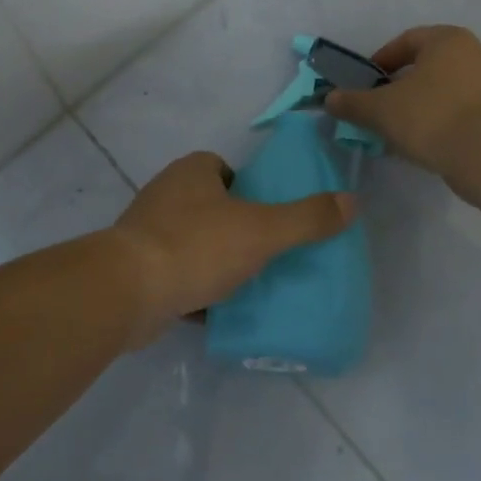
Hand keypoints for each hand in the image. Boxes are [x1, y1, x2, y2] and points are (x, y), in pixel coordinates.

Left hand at [109, 152, 354, 344]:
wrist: (128, 292)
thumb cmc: (196, 247)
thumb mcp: (262, 231)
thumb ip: (307, 218)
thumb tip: (353, 201)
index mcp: (192, 172)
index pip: (224, 169)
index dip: (247, 189)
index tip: (267, 217)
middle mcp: (165, 193)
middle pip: (209, 206)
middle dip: (233, 227)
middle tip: (263, 253)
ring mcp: (146, 231)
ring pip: (191, 241)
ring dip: (213, 260)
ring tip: (244, 284)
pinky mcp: (136, 267)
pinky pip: (174, 273)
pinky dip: (193, 289)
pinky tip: (215, 311)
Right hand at [323, 25, 480, 174]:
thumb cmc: (430, 116)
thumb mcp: (380, 109)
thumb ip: (352, 102)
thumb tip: (330, 99)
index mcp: (448, 39)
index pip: (406, 41)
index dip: (382, 61)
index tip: (367, 84)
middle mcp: (474, 53)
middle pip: (426, 65)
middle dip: (401, 85)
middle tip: (381, 106)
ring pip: (444, 89)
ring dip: (420, 104)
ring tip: (400, 129)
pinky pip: (461, 110)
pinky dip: (441, 120)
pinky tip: (425, 141)